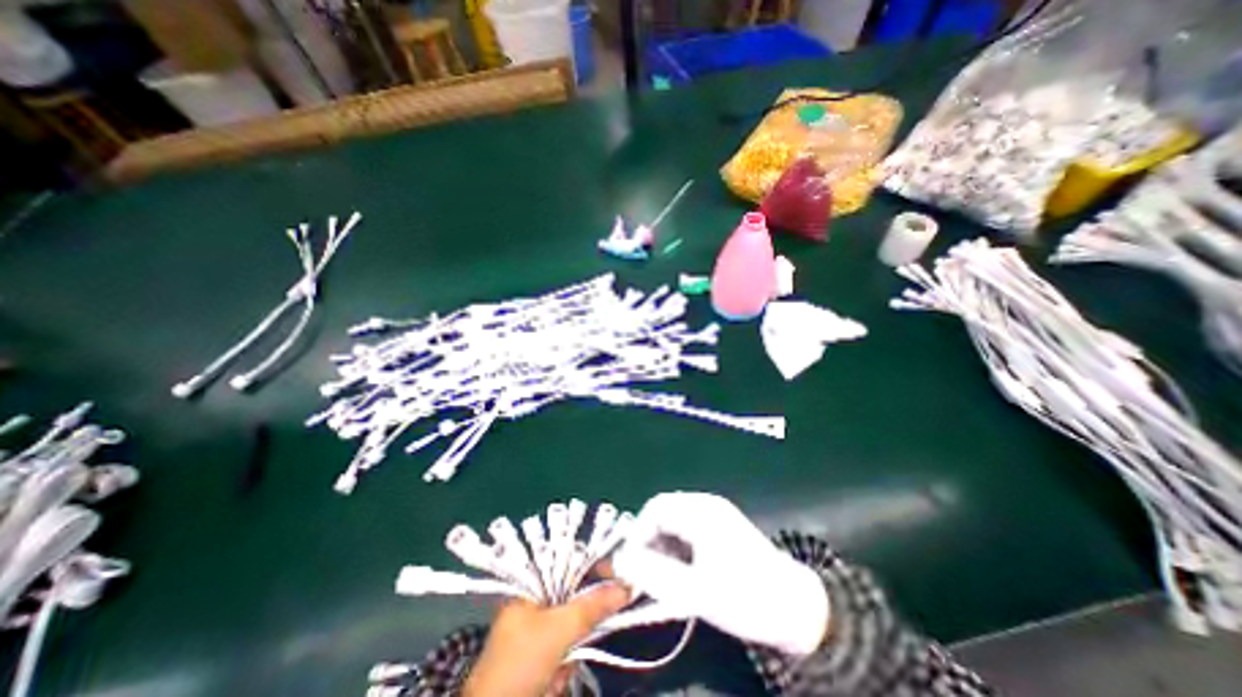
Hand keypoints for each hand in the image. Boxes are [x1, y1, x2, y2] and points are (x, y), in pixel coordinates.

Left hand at [461, 581, 624, 696]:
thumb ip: (593, 606)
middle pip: (575, 596)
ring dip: (573, 651)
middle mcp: (535, 600)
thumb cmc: (521, 662)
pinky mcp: (541, 654)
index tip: (619, 580)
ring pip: (575, 626)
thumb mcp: (558, 630)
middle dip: (582, 623)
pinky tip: (552, 682)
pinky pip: (567, 650)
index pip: (571, 563)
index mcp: (532, 584)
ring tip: (556, 671)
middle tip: (582, 639)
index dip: (596, 568)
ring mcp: (538, 628)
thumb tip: (627, 587)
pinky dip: (565, 667)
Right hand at [610, 494, 827, 655]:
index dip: (638, 534)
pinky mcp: (721, 528)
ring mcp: (715, 514)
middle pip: (664, 512)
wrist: (797, 609)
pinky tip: (682, 572)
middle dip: (650, 541)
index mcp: (700, 511)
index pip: (655, 509)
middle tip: (645, 574)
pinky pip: (688, 530)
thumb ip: (654, 574)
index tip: (631, 565)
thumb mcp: (696, 591)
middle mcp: (706, 505)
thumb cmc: (745, 597)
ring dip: (663, 546)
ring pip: (675, 522)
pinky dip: (678, 548)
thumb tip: (621, 562)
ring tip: (663, 577)